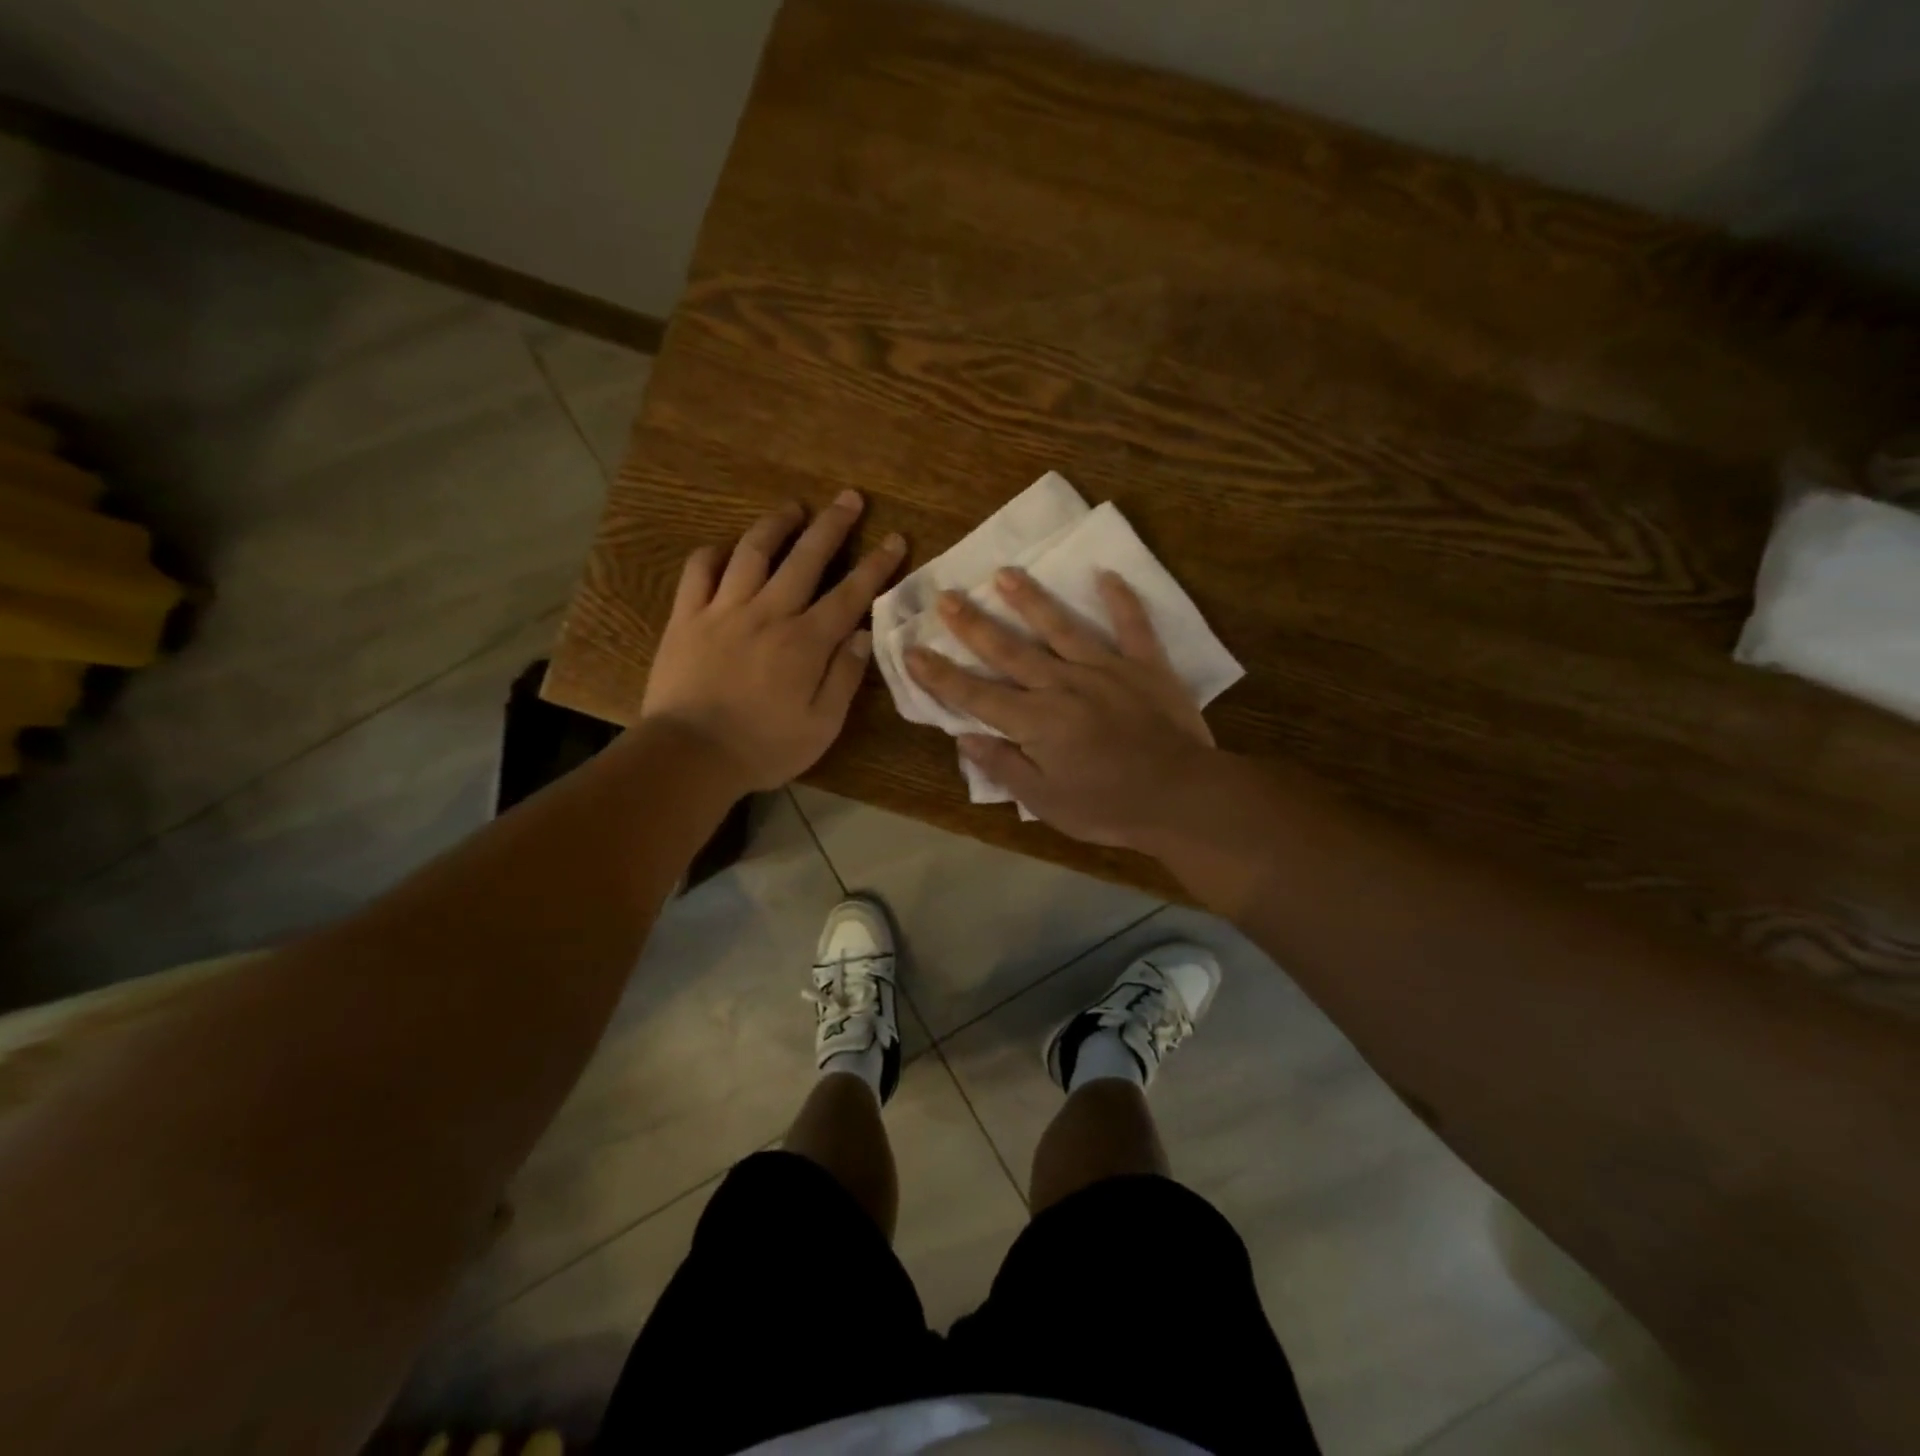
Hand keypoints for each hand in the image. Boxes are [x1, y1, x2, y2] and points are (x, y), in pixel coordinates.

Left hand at [640, 492, 905, 790]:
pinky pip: (698, 571)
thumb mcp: (821, 726)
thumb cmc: (763, 747)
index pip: (849, 593)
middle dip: (831, 525)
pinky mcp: (687, 618)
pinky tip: (726, 549)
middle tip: (848, 497)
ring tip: (793, 508)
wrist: (689, 755)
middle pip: (805, 558)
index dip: (875, 565)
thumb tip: (862, 634)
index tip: (894, 539)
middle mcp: (768, 613)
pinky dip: (714, 553)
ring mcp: (723, 611)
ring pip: (752, 552)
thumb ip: (844, 677)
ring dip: (776, 525)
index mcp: (805, 642)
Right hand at [905, 568, 1214, 848]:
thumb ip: (1003, 766)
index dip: (940, 675)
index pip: (976, 695)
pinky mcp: (1145, 665)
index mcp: (1035, 721)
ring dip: (1030, 599)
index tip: (912, 651)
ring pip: (1060, 627)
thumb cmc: (1107, 807)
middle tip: (946, 596)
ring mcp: (1105, 670)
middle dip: (973, 624)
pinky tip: (1106, 574)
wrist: (1180, 797)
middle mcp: (1062, 685)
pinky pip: (1132, 626)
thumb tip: (964, 738)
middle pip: (1010, 651)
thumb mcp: (1045, 802)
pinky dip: (1120, 600)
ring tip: (1004, 573)